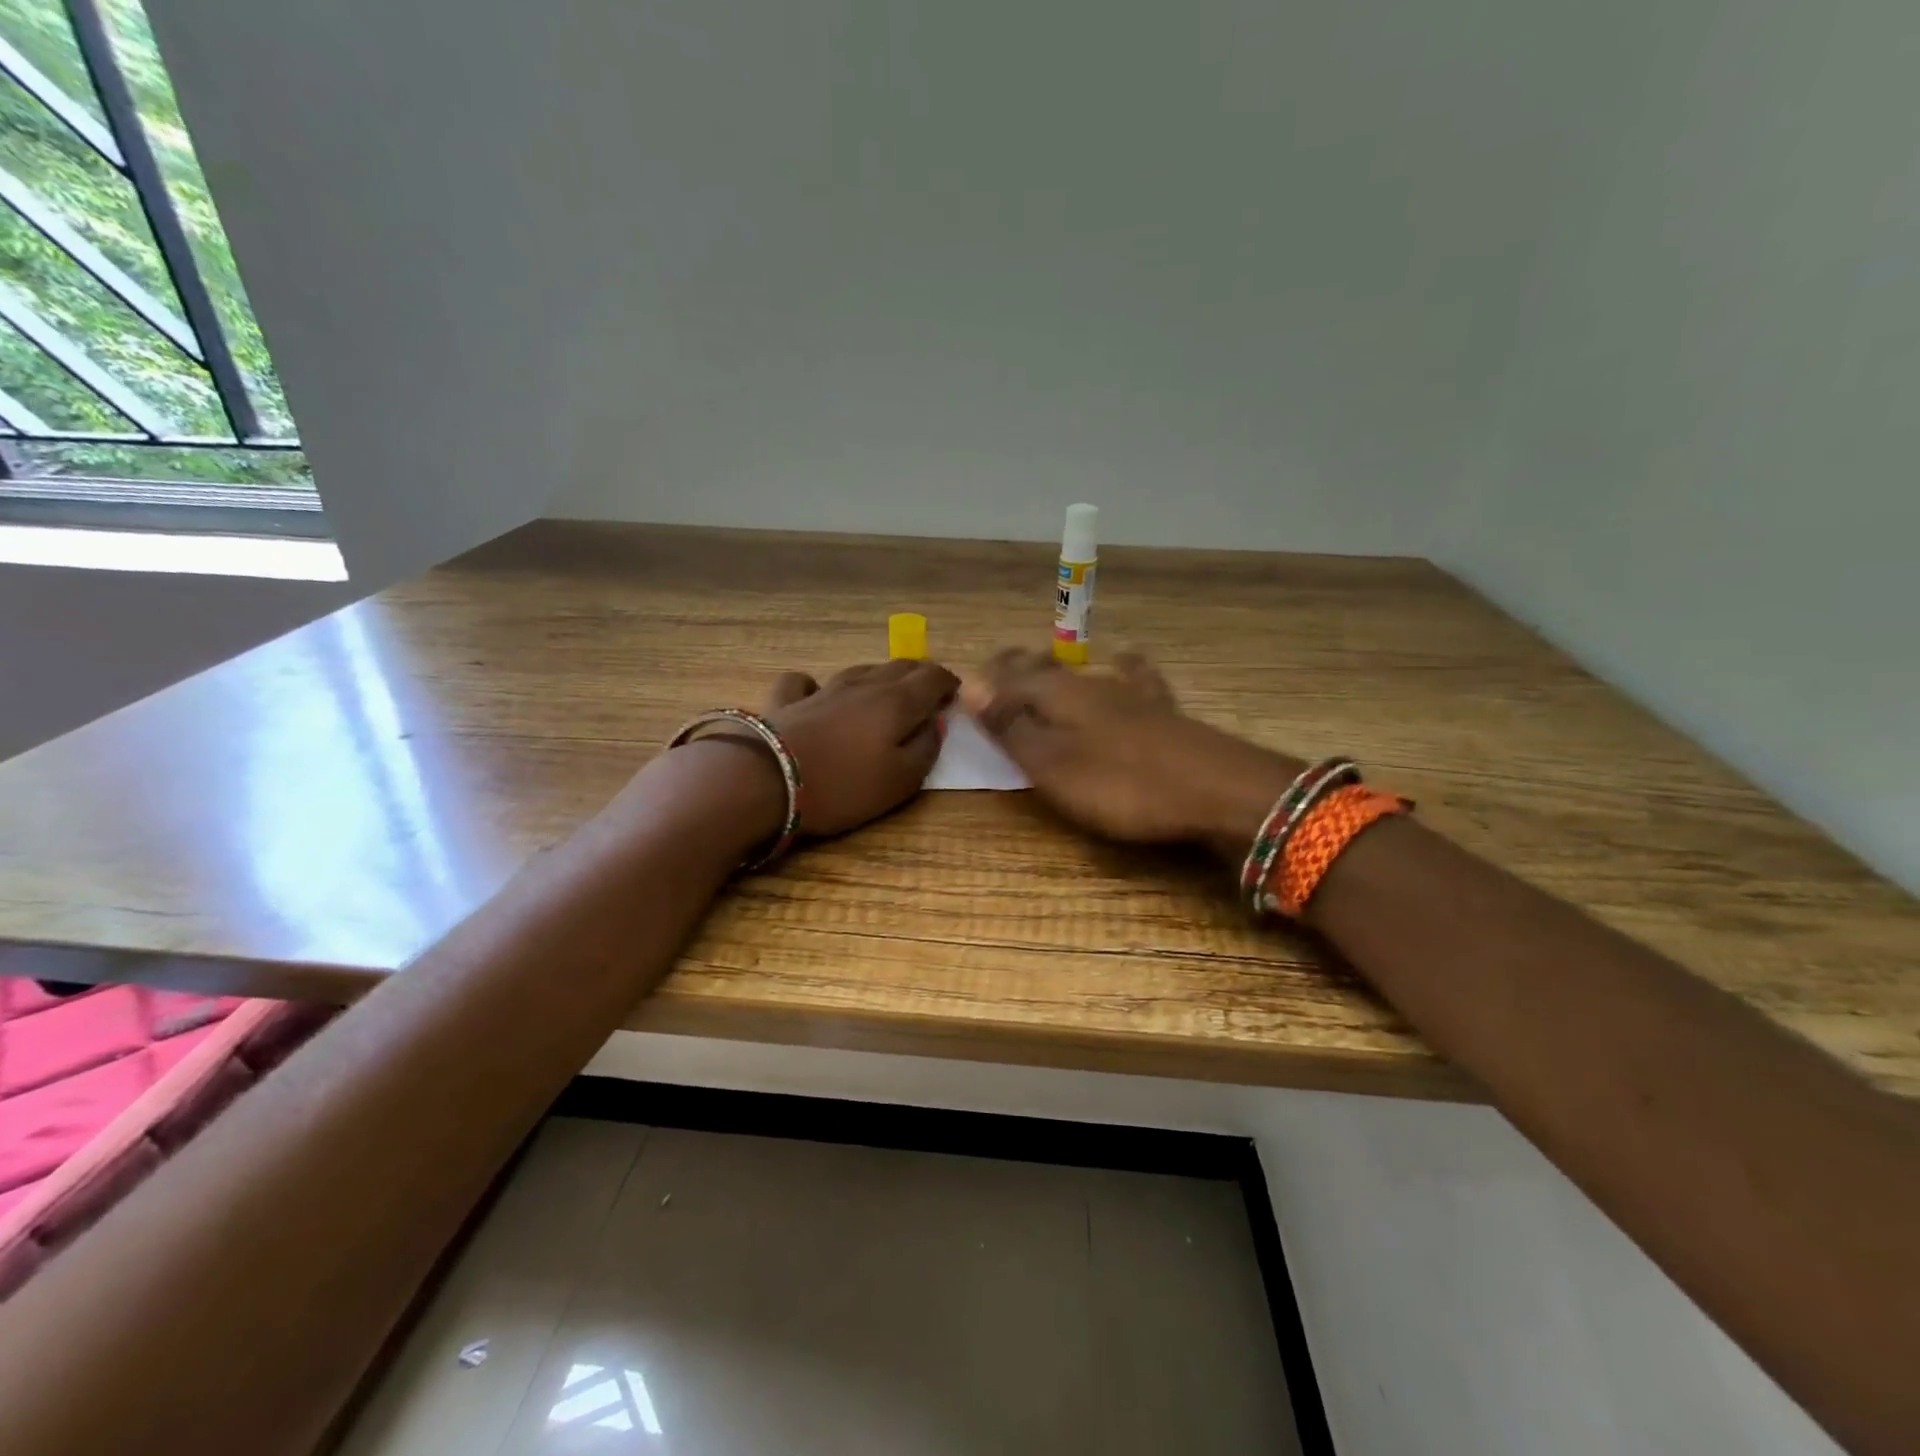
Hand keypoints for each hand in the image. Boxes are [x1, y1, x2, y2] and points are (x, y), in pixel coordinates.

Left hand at [735, 660, 957, 836]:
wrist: (766, 780)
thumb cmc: (843, 785)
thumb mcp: (901, 780)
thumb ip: (926, 749)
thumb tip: (936, 724)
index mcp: (896, 702)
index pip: (932, 677)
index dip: (948, 683)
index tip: (955, 695)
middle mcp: (863, 685)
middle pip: (899, 667)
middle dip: (919, 675)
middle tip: (929, 690)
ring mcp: (822, 689)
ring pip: (859, 670)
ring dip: (879, 676)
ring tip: (885, 690)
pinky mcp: (787, 701)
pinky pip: (805, 683)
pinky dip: (817, 686)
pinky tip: (816, 694)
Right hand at [961, 649, 1304, 857]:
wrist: (1217, 790)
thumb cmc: (1122, 784)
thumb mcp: (1053, 764)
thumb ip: (1011, 726)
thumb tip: (967, 686)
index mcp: (1056, 694)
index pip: (1009, 677)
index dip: (986, 681)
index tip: (966, 685)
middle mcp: (1090, 684)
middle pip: (1044, 668)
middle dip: (1017, 669)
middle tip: (998, 672)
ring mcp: (1130, 694)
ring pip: (1083, 672)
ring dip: (1056, 669)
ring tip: (1040, 666)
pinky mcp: (1161, 712)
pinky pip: (1134, 677)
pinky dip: (1121, 667)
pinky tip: (1125, 659)